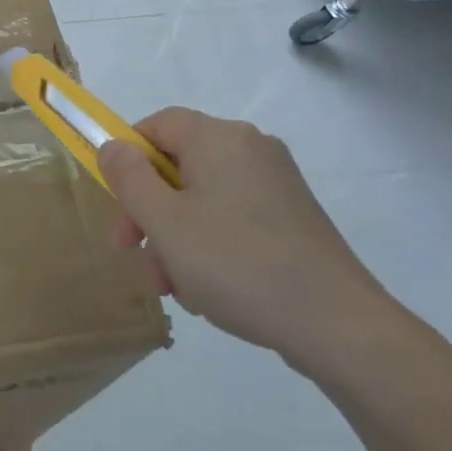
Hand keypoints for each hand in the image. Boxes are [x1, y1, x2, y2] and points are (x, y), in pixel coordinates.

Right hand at [97, 109, 397, 370]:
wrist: (338, 325)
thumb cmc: (237, 263)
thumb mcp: (164, 221)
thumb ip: (128, 177)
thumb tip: (113, 145)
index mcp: (218, 137)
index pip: (156, 125)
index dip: (127, 158)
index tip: (117, 205)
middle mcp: (250, 148)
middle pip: (179, 165)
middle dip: (149, 210)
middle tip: (134, 253)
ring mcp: (277, 183)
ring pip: (204, 198)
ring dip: (176, 236)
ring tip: (173, 288)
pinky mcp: (294, 217)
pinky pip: (234, 217)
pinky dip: (211, 244)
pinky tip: (209, 290)